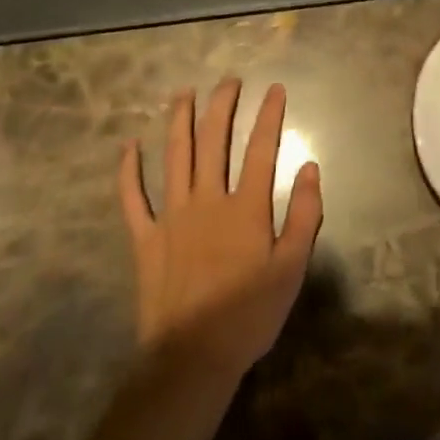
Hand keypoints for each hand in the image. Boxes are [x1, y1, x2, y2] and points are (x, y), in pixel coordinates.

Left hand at [119, 78, 322, 385]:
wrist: (191, 358)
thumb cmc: (249, 315)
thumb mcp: (292, 269)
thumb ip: (304, 215)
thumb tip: (310, 167)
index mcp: (245, 207)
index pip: (261, 148)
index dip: (269, 115)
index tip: (274, 88)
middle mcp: (208, 199)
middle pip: (214, 140)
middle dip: (222, 105)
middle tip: (228, 81)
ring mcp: (172, 216)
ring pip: (175, 156)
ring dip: (179, 121)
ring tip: (184, 93)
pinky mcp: (145, 238)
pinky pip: (133, 198)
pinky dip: (129, 171)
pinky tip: (129, 146)